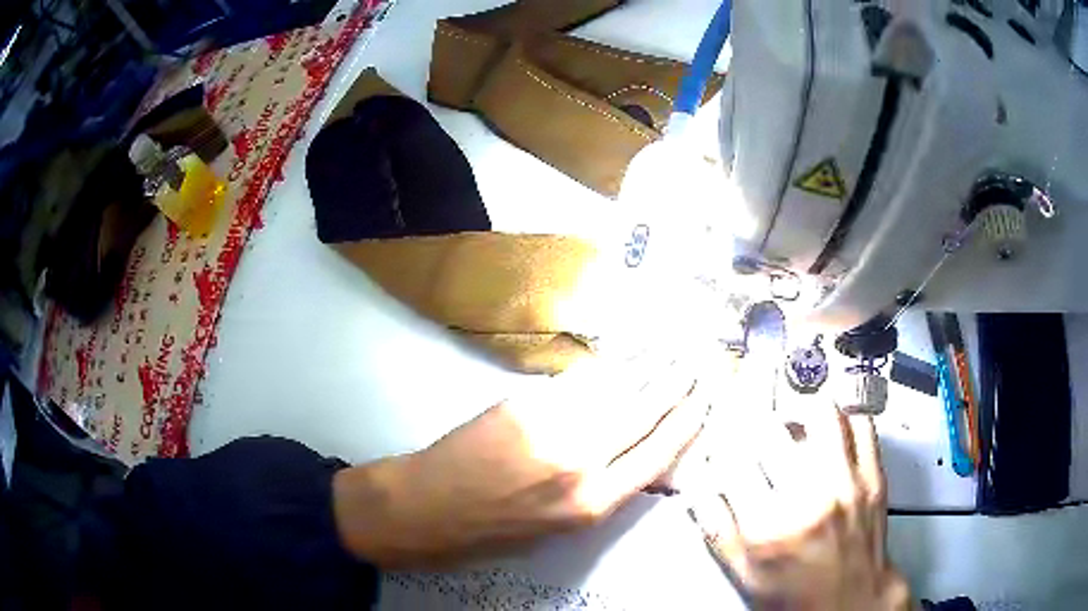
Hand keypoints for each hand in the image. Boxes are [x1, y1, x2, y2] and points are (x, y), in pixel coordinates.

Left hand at [333, 352, 706, 568]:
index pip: (658, 454)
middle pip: (645, 413)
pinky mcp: (526, 403)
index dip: (687, 422)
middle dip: (677, 382)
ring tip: (674, 345)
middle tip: (699, 357)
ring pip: (618, 389)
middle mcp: (583, 463)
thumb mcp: (560, 528)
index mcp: (594, 504)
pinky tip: (626, 353)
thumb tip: (634, 452)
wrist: (429, 507)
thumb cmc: (494, 531)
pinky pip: (580, 381)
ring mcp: (554, 427)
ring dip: (651, 364)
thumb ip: (602, 490)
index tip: (706, 398)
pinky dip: (609, 365)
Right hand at [690, 403, 911, 609]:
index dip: (721, 450)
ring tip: (794, 425)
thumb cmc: (800, 596)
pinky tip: (832, 433)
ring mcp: (847, 484)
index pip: (733, 464)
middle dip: (753, 429)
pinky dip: (843, 420)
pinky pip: (861, 425)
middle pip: (772, 432)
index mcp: (770, 530)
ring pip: (822, 414)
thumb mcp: (746, 576)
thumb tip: (701, 492)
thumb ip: (718, 531)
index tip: (721, 449)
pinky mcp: (873, 477)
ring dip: (800, 414)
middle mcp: (810, 500)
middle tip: (754, 434)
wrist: (851, 600)